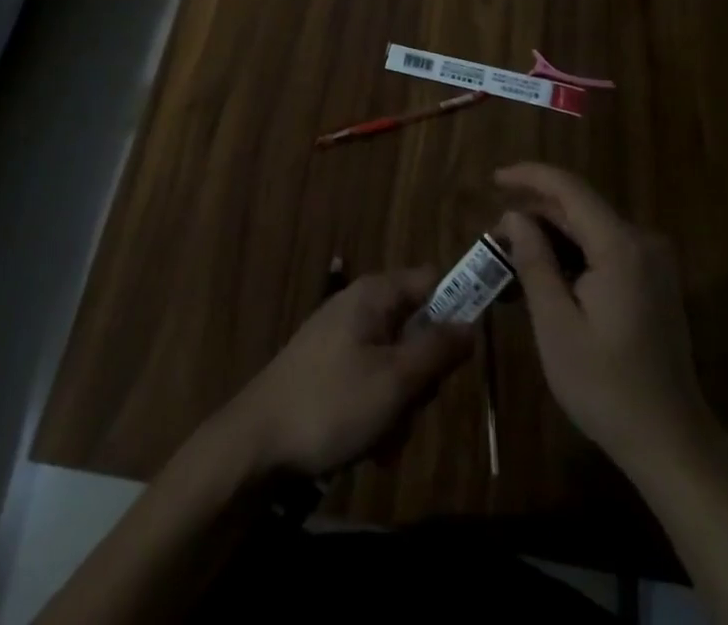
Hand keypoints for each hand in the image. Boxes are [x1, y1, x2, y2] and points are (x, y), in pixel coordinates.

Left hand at [219, 268, 472, 478]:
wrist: (256, 443)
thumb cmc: (331, 404)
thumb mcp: (395, 380)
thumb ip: (437, 350)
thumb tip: (472, 325)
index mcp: (376, 294)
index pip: (434, 280)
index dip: (458, 307)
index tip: (468, 350)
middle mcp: (361, 306)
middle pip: (418, 329)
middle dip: (423, 376)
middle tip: (413, 407)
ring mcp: (343, 338)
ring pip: (397, 364)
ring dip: (401, 405)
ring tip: (383, 438)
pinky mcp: (330, 368)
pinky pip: (372, 382)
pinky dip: (378, 413)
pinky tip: (368, 447)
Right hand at [495, 163, 717, 476]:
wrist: (672, 443)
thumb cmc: (606, 387)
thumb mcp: (555, 325)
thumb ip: (534, 261)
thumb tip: (514, 216)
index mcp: (620, 246)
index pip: (569, 188)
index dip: (529, 176)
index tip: (493, 179)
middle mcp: (641, 241)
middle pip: (578, 209)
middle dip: (533, 217)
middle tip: (493, 241)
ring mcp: (652, 261)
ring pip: (589, 230)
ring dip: (550, 239)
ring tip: (510, 262)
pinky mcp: (652, 280)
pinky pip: (604, 250)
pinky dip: (572, 256)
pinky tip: (544, 279)